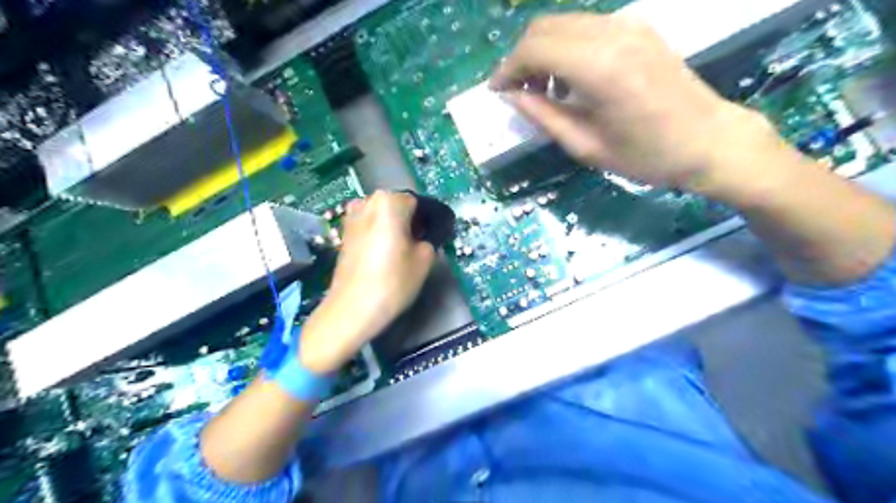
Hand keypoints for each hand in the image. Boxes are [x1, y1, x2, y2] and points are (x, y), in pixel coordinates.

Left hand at [298, 193, 435, 372]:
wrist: (352, 309)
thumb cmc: (393, 281)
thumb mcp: (425, 260)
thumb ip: (430, 240)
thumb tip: (424, 237)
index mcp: (389, 201)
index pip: (418, 204)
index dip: (427, 221)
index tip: (433, 239)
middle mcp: (367, 202)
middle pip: (398, 207)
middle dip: (409, 222)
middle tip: (417, 247)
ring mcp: (351, 218)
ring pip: (382, 218)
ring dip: (393, 229)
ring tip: (399, 254)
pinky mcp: (343, 235)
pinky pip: (369, 228)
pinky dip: (378, 237)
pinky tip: (383, 258)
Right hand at [494, 12, 781, 194]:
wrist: (707, 140)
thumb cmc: (645, 155)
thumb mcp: (585, 146)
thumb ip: (543, 116)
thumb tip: (511, 96)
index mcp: (599, 68)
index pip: (534, 49)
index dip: (508, 69)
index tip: (497, 92)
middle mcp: (612, 34)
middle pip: (544, 27)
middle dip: (521, 58)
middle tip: (518, 93)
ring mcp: (628, 25)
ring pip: (563, 23)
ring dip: (542, 52)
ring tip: (544, 91)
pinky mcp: (638, 27)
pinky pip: (585, 27)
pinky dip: (565, 48)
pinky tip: (571, 80)